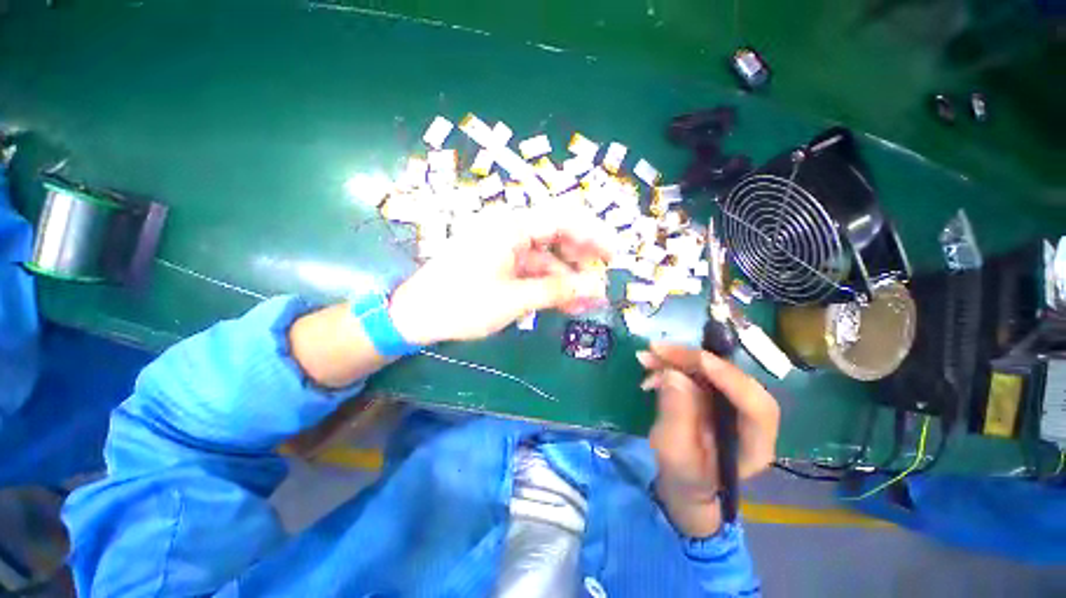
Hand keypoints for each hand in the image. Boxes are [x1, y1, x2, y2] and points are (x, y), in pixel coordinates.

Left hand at [388, 204, 613, 345]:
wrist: (415, 317)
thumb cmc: (462, 304)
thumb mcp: (515, 299)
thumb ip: (558, 291)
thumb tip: (597, 289)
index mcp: (511, 227)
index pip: (563, 218)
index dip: (593, 234)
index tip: (613, 255)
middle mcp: (509, 230)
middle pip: (556, 237)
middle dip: (581, 261)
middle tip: (600, 283)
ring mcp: (504, 248)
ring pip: (546, 258)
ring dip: (567, 280)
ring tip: (587, 302)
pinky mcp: (499, 264)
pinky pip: (532, 270)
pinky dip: (548, 286)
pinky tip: (565, 303)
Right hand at [637, 342, 779, 536]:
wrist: (685, 480)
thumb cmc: (683, 475)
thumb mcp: (674, 453)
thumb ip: (676, 416)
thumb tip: (674, 374)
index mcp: (755, 445)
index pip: (757, 407)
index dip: (732, 380)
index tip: (699, 361)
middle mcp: (750, 418)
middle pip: (733, 378)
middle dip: (694, 360)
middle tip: (658, 350)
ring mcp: (733, 403)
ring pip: (713, 370)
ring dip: (678, 359)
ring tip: (647, 357)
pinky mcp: (715, 393)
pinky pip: (698, 371)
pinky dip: (674, 363)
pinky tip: (651, 364)